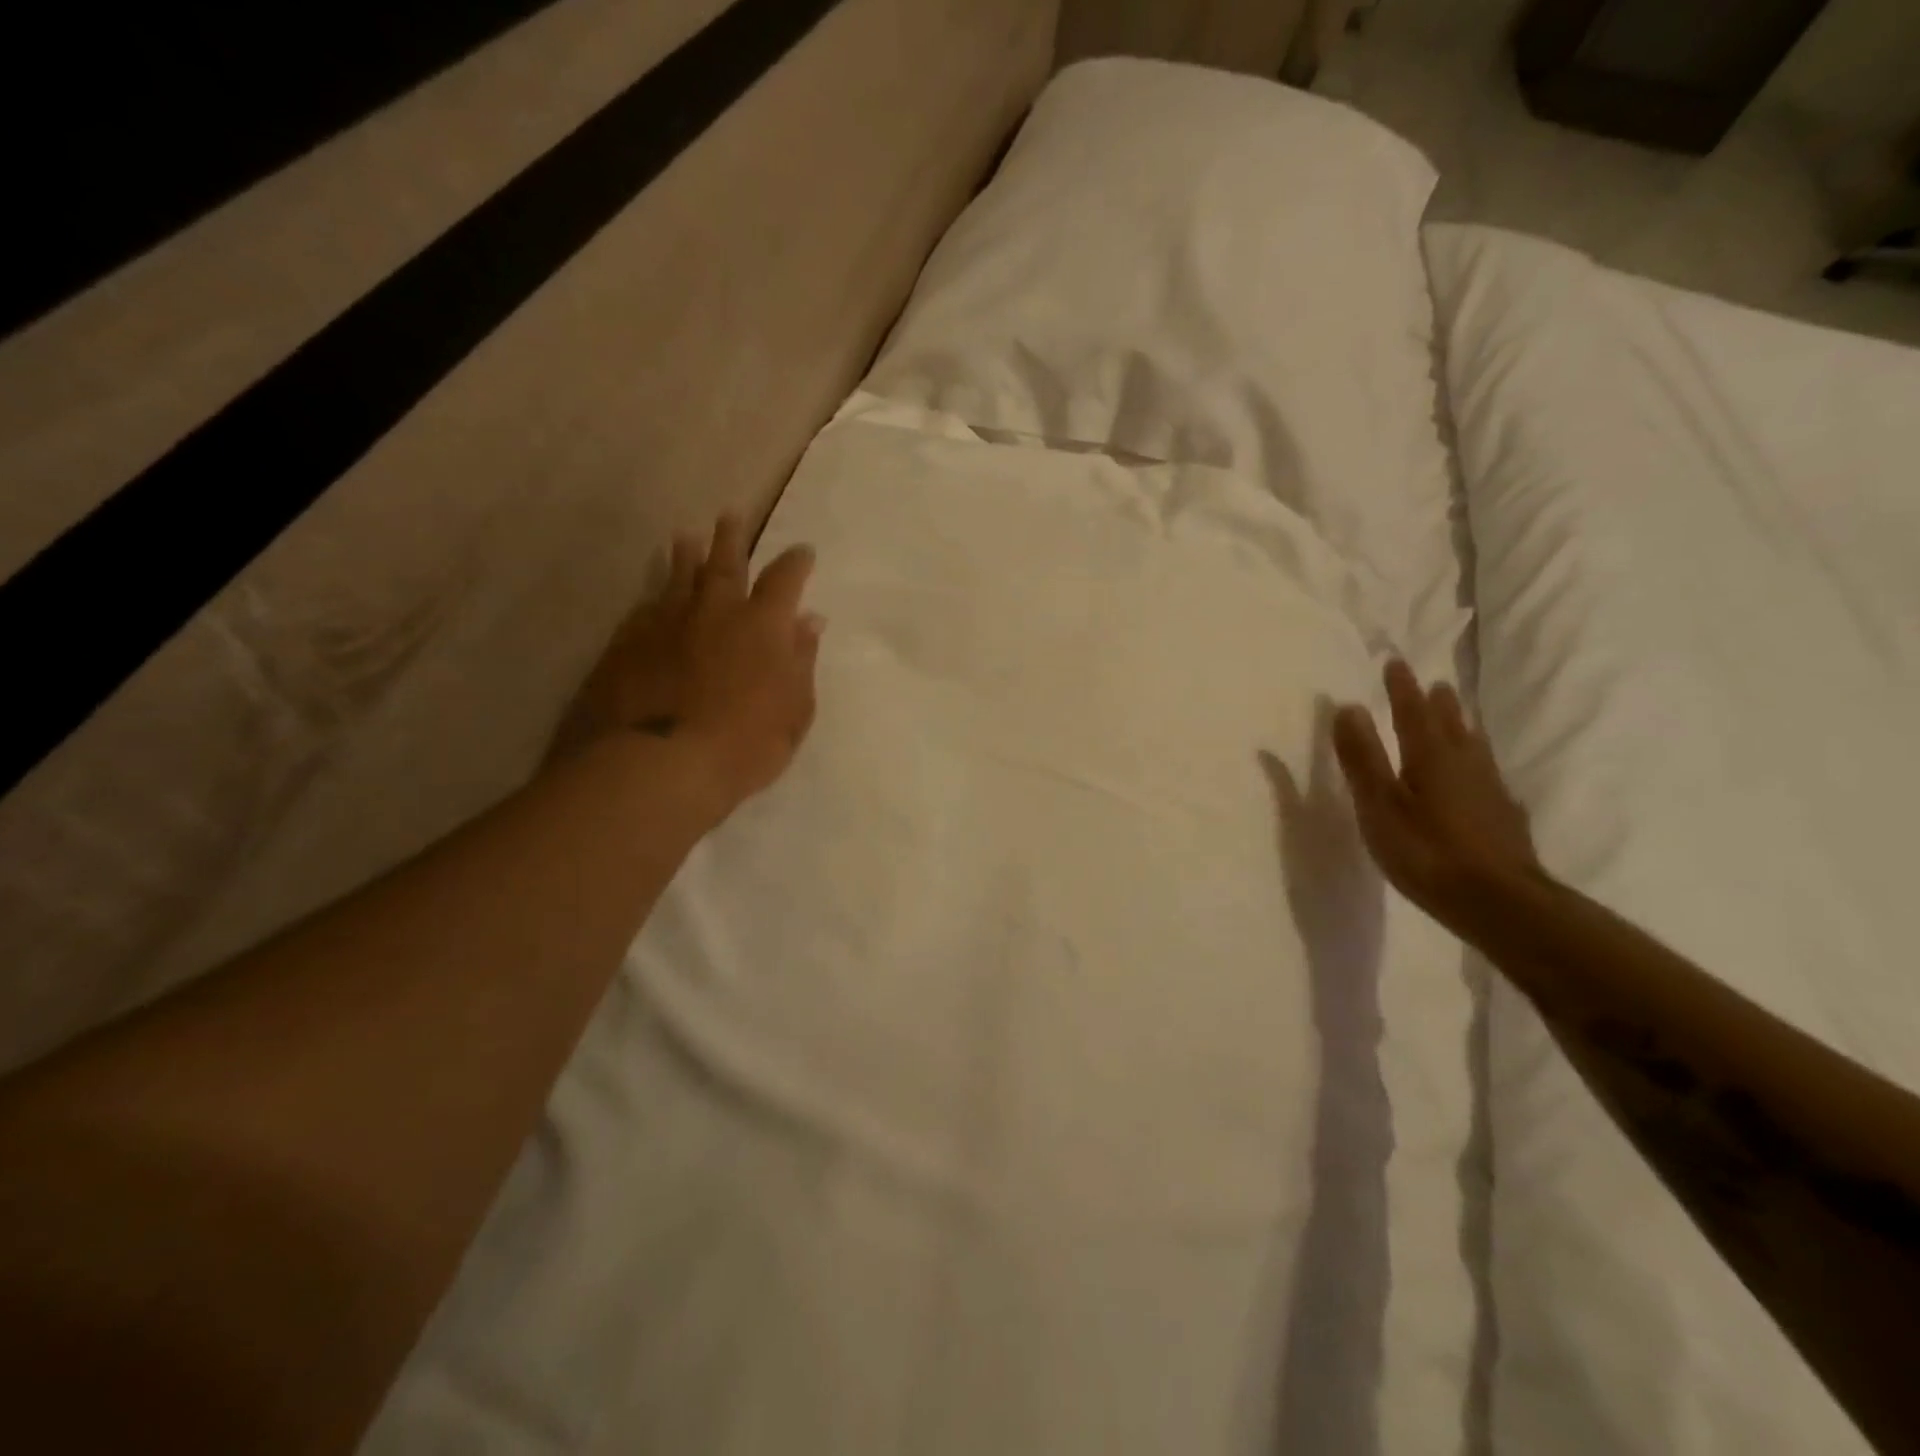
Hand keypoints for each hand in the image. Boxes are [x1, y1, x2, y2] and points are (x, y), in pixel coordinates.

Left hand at [551, 513, 822, 813]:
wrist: (659, 765)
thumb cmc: (744, 745)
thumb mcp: (794, 711)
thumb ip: (802, 661)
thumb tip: (810, 621)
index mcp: (762, 625)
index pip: (784, 579)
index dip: (796, 562)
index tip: (803, 551)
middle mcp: (714, 611)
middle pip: (725, 563)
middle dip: (732, 538)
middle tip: (731, 516)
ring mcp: (666, 622)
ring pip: (679, 576)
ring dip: (686, 555)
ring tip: (685, 536)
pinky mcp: (628, 641)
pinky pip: (646, 607)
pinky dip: (655, 597)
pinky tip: (652, 596)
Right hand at [1332, 660, 1539, 934]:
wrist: (1498, 902)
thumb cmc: (1426, 850)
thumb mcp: (1378, 804)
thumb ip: (1362, 757)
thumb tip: (1348, 706)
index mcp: (1430, 756)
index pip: (1412, 711)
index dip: (1401, 687)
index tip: (1395, 662)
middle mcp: (1464, 764)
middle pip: (1451, 725)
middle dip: (1438, 704)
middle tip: (1435, 685)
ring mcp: (1490, 791)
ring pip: (1475, 748)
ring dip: (1463, 729)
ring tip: (1460, 720)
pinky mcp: (1504, 818)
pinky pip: (1489, 777)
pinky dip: (1479, 767)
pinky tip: (1484, 781)